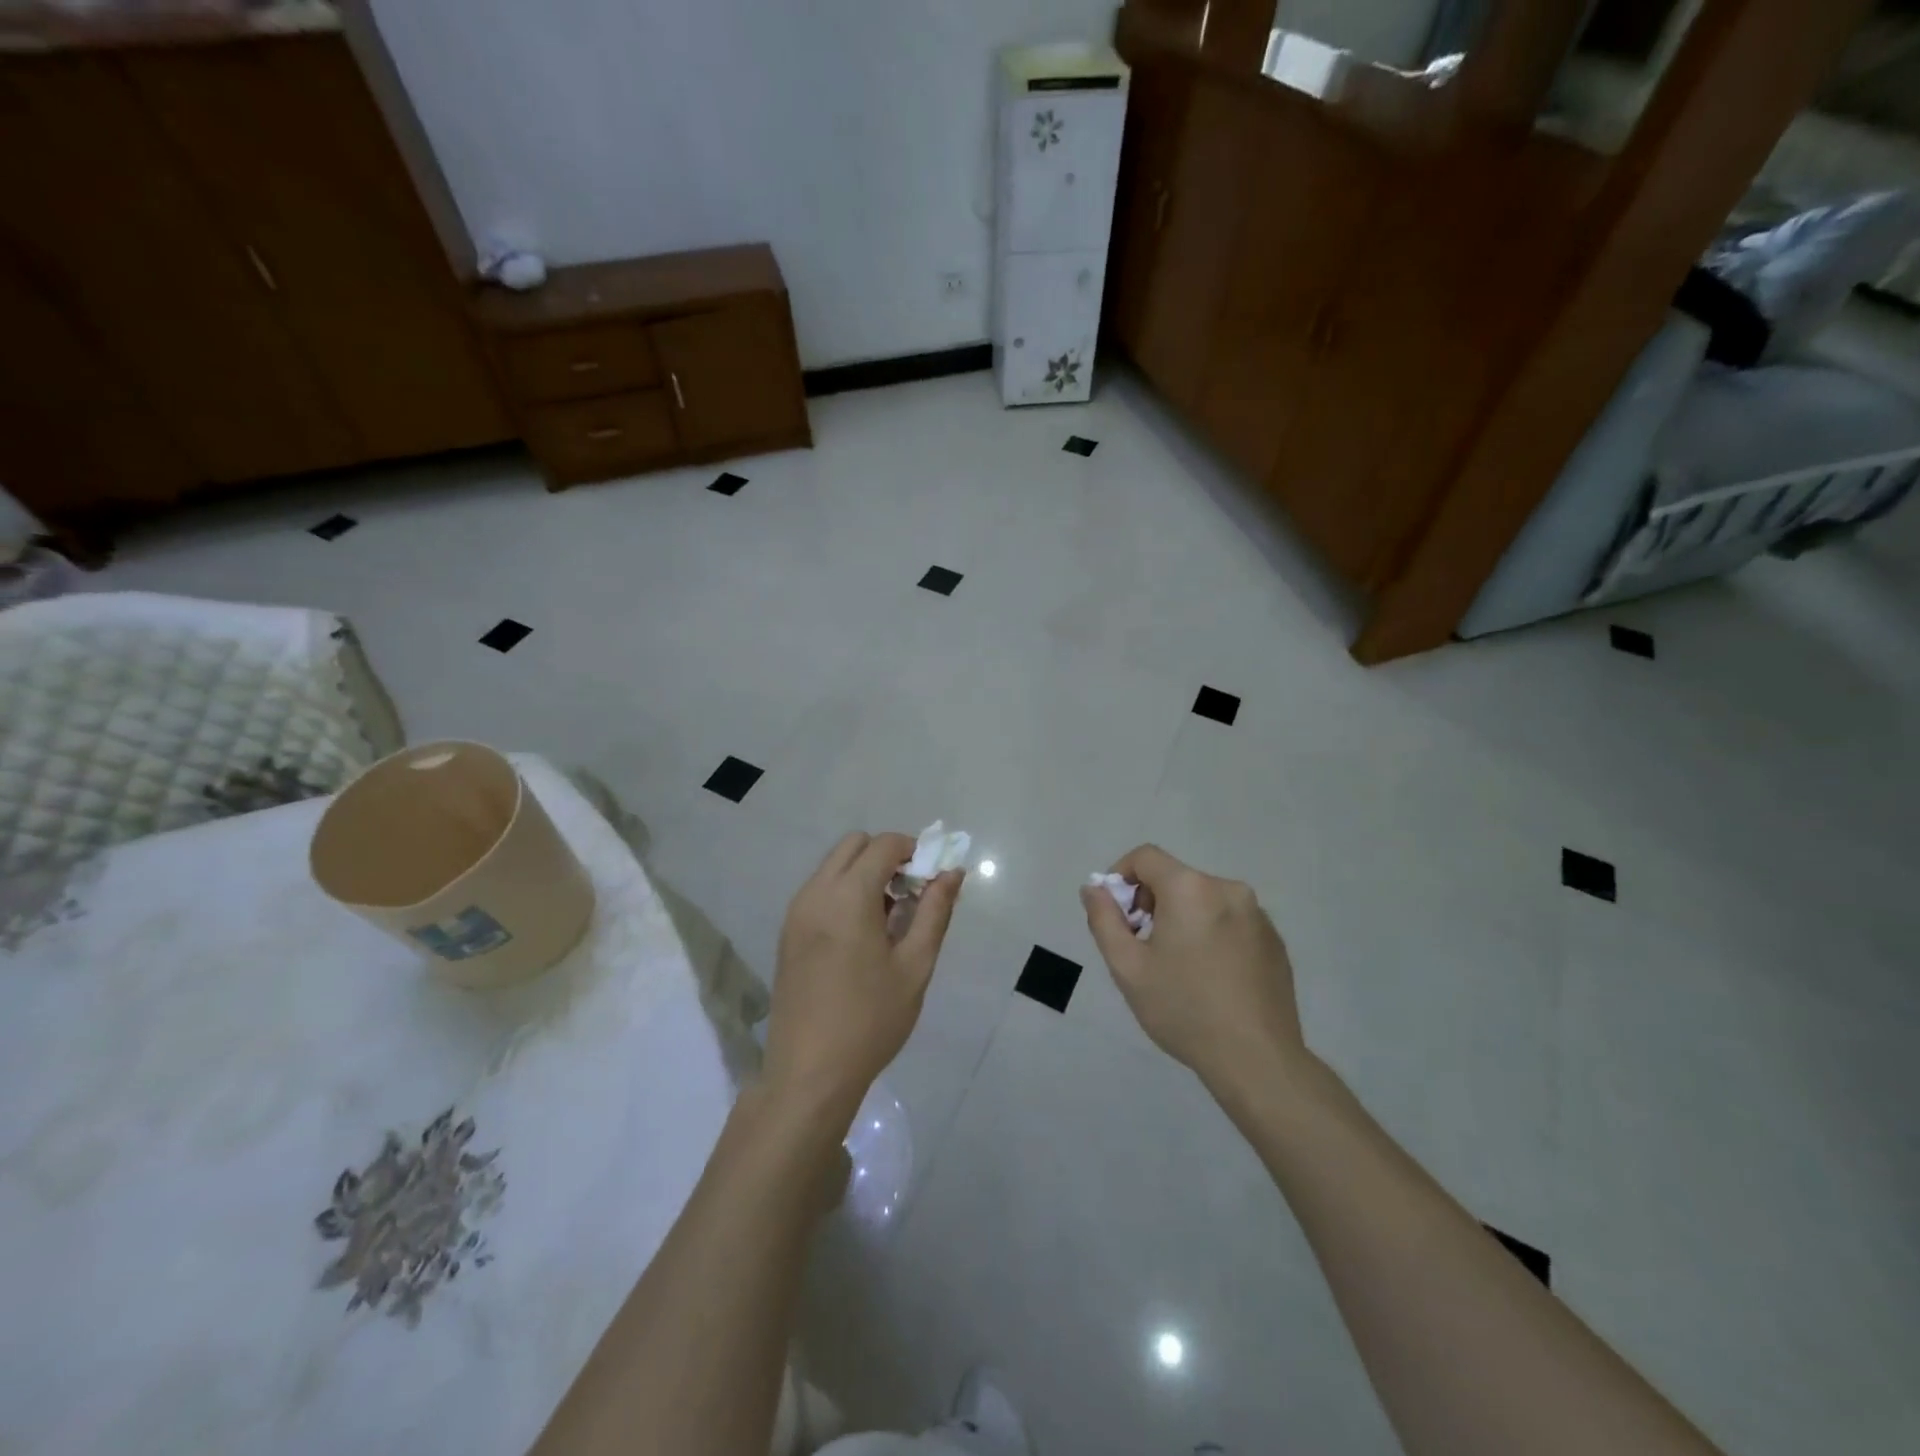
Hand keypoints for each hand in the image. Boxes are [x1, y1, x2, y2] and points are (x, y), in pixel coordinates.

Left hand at [762, 832, 962, 1129]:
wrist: (809, 1073)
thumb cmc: (871, 1020)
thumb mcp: (915, 966)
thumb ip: (934, 911)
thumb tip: (952, 872)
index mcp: (848, 896)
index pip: (883, 844)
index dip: (914, 850)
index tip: (932, 876)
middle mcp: (816, 892)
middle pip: (854, 844)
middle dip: (886, 855)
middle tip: (911, 893)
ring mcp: (796, 911)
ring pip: (834, 865)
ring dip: (864, 872)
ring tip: (889, 917)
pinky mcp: (788, 931)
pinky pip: (820, 889)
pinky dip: (844, 891)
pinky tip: (862, 934)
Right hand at [1081, 845, 1304, 1096]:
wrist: (1257, 1060)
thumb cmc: (1183, 1010)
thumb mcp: (1127, 967)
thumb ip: (1104, 919)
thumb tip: (1094, 889)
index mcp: (1190, 888)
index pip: (1145, 857)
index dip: (1121, 876)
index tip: (1118, 914)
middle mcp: (1228, 889)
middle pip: (1176, 878)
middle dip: (1151, 902)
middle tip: (1143, 946)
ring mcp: (1258, 915)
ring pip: (1204, 900)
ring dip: (1182, 918)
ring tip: (1178, 966)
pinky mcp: (1275, 940)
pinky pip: (1231, 921)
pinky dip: (1212, 934)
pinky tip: (1211, 977)